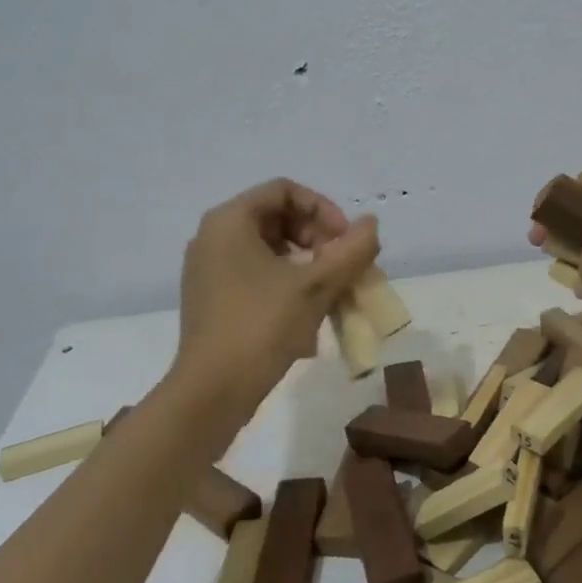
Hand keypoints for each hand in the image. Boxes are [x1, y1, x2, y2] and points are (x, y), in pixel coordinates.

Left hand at [174, 179, 380, 411]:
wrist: (212, 392)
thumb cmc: (262, 327)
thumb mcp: (316, 286)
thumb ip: (351, 250)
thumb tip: (371, 224)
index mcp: (230, 221)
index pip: (285, 191)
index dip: (323, 209)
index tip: (345, 241)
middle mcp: (213, 237)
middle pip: (278, 218)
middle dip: (318, 239)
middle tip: (342, 267)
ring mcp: (209, 270)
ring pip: (271, 250)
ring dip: (308, 265)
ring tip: (332, 293)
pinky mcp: (213, 299)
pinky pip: (257, 276)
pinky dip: (288, 285)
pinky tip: (308, 315)